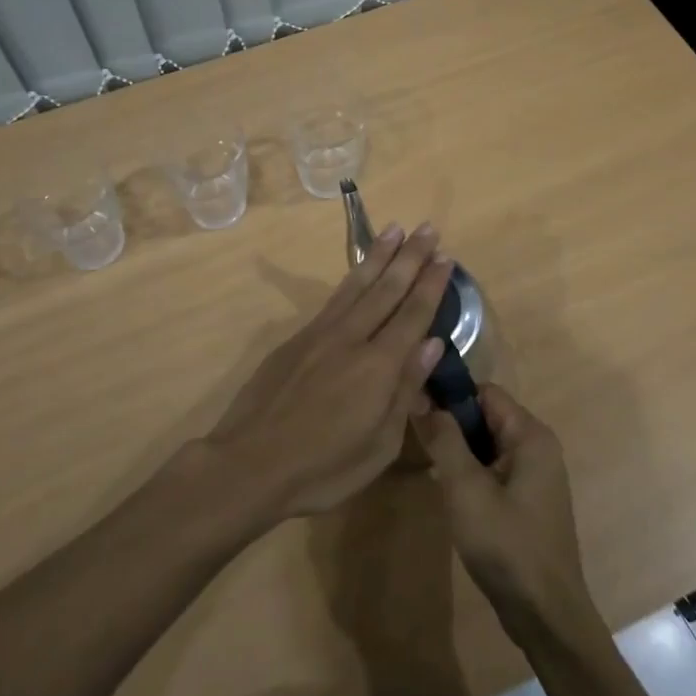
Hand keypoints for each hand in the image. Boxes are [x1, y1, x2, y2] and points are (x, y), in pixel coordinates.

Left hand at [209, 224, 453, 518]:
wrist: (250, 463)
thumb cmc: (323, 467)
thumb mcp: (379, 445)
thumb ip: (405, 390)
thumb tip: (430, 344)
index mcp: (378, 366)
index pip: (413, 315)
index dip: (431, 285)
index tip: (445, 257)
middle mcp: (352, 338)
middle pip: (387, 289)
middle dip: (410, 257)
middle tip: (427, 228)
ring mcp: (320, 334)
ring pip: (356, 285)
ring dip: (379, 256)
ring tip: (395, 230)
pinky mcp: (296, 339)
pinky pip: (334, 299)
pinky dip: (351, 279)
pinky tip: (358, 272)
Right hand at [414, 383, 594, 636]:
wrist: (546, 616)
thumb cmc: (507, 545)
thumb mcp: (466, 489)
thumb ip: (443, 439)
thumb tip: (422, 397)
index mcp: (530, 435)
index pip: (484, 392)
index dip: (449, 396)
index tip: (415, 407)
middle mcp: (537, 447)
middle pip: (485, 416)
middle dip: (451, 426)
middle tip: (415, 440)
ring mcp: (535, 475)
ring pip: (486, 445)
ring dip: (458, 452)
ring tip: (426, 464)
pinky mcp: (527, 500)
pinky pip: (493, 470)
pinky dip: (470, 474)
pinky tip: (448, 492)